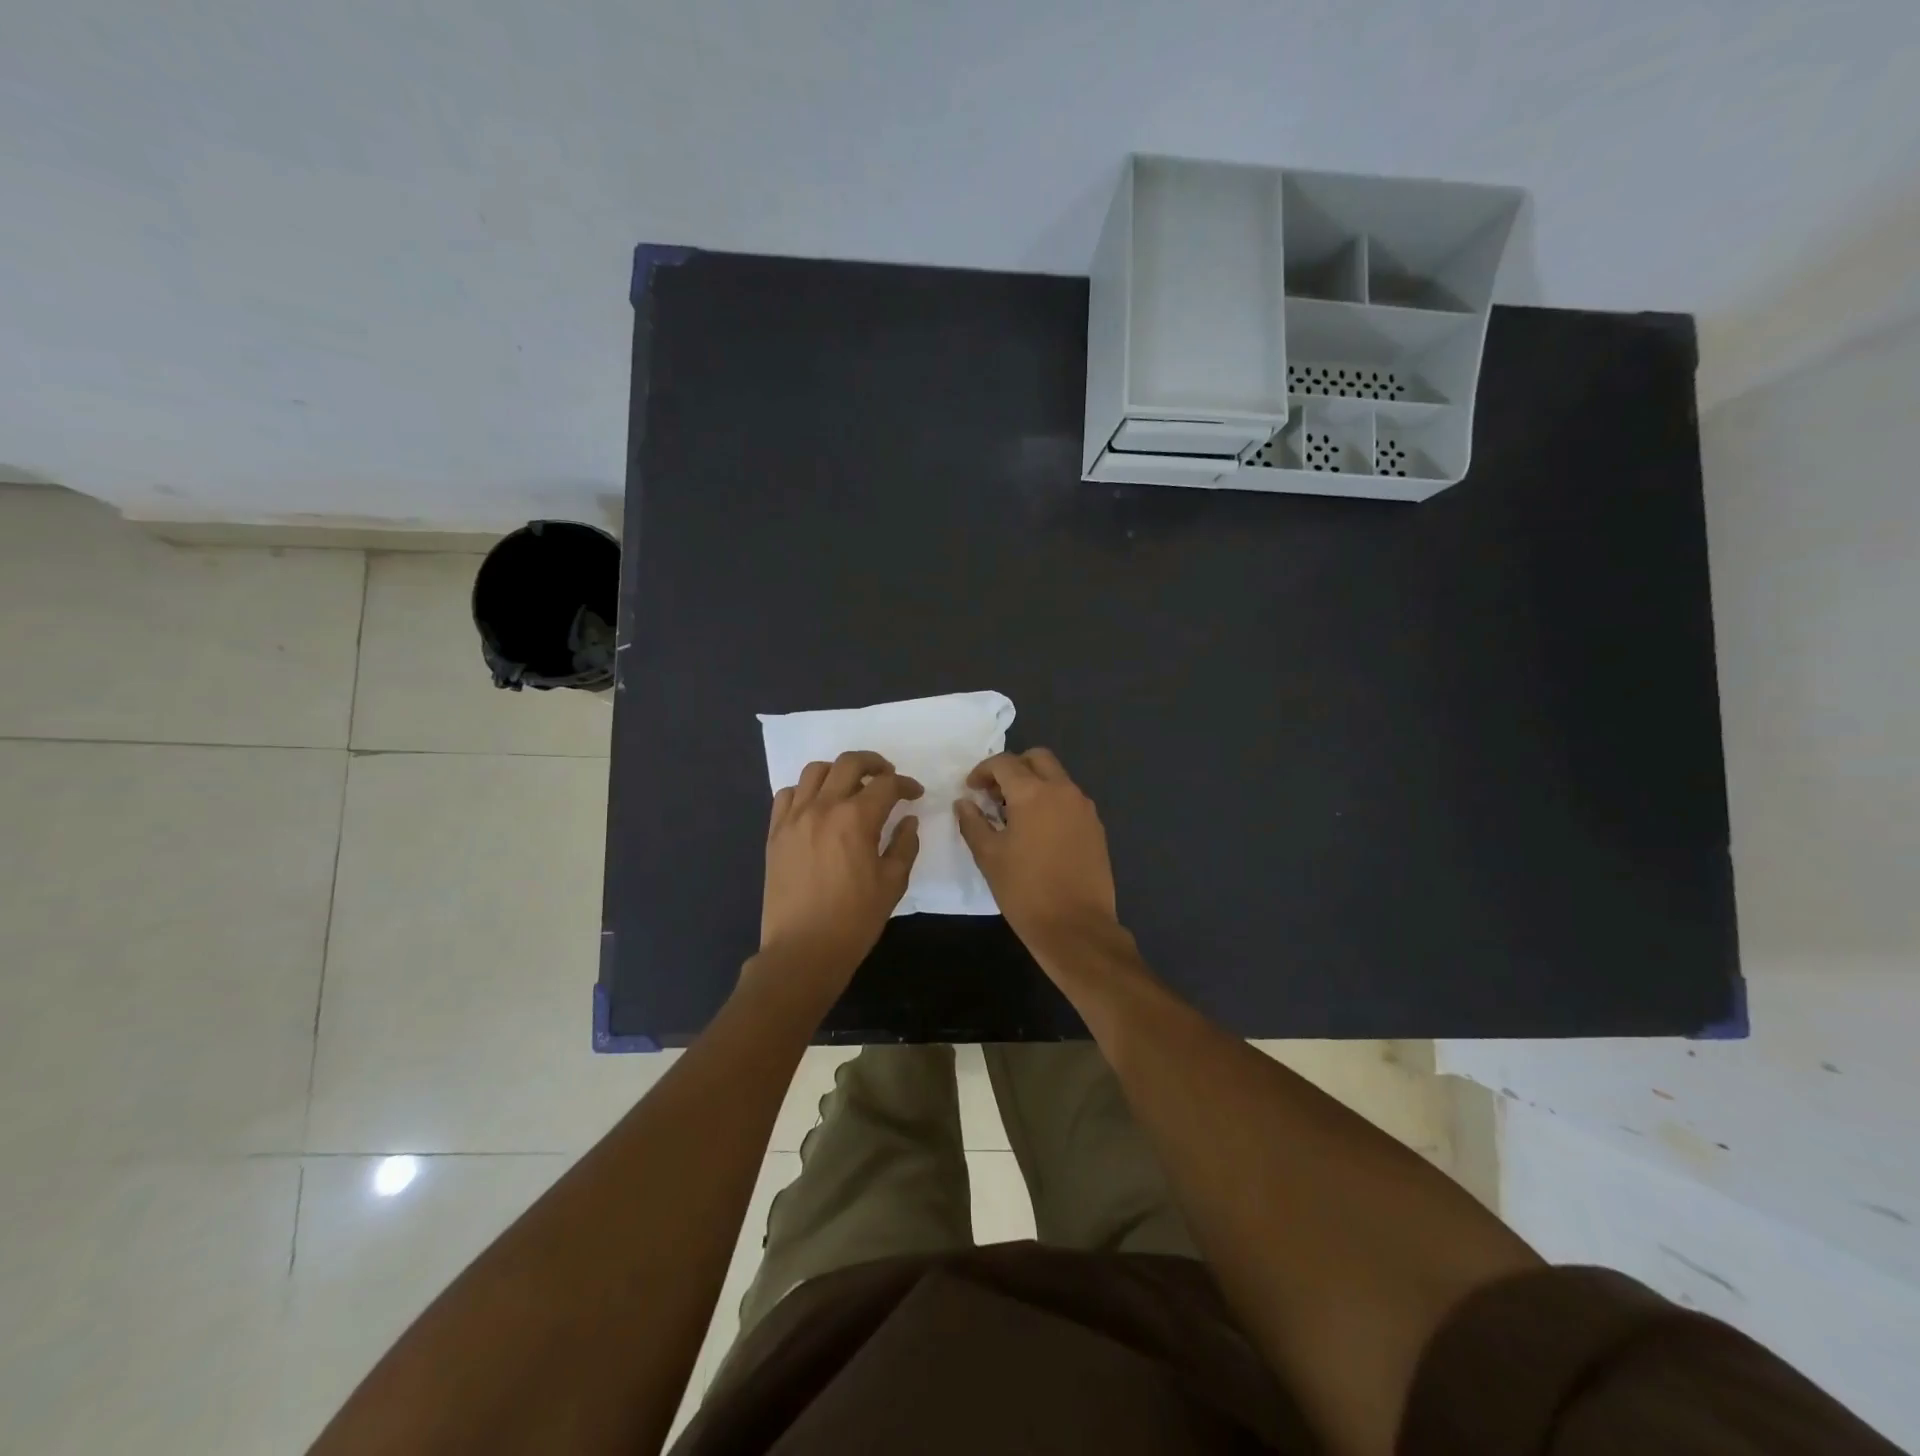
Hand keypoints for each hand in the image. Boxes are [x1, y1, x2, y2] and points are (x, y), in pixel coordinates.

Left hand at [759, 751, 922, 993]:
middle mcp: (823, 807)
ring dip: (838, 772)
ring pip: (815, 771)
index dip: (906, 785)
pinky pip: (787, 794)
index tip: (915, 795)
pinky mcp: (775, 833)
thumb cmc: (854, 920)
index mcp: (856, 818)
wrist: (802, 950)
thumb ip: (904, 845)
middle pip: (849, 763)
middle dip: (874, 763)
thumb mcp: (892, 884)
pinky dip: (805, 791)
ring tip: (850, 787)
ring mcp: (794, 818)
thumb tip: (908, 821)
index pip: (886, 784)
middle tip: (887, 777)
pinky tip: (817, 807)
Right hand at [955, 748, 1120, 968]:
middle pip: (1038, 758)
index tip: (971, 789)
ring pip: (1057, 778)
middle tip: (995, 793)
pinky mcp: (1096, 827)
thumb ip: (973, 823)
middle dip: (1014, 768)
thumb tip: (964, 803)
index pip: (1005, 763)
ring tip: (1015, 815)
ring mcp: (1084, 808)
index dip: (983, 771)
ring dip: (1035, 784)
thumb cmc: (1025, 891)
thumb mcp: (989, 856)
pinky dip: (1052, 802)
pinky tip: (1039, 832)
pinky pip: (1070, 800)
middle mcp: (1063, 791)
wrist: (1076, 927)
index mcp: (1033, 793)